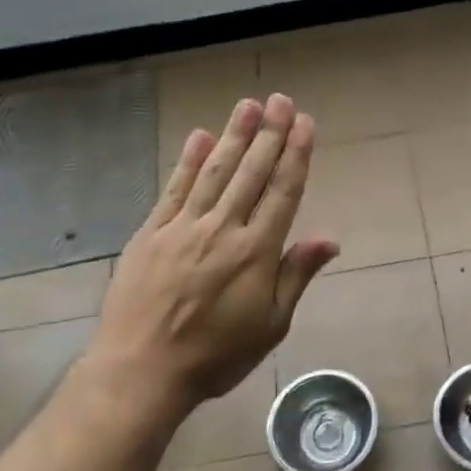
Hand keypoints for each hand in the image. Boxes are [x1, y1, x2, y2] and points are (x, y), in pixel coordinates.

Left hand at [84, 94, 338, 412]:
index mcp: (255, 252)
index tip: (305, 124)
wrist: (140, 371)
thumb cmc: (215, 355)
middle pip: (251, 173)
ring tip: (248, 105)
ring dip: (233, 136)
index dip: (295, 155)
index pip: (282, 192)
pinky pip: (174, 189)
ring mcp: (184, 227)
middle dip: (269, 134)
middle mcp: (222, 229)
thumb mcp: (270, 325)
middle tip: (281, 100)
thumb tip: (330, 239)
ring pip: (215, 172)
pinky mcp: (152, 233)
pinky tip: (199, 136)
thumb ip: (296, 275)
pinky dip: (188, 161)